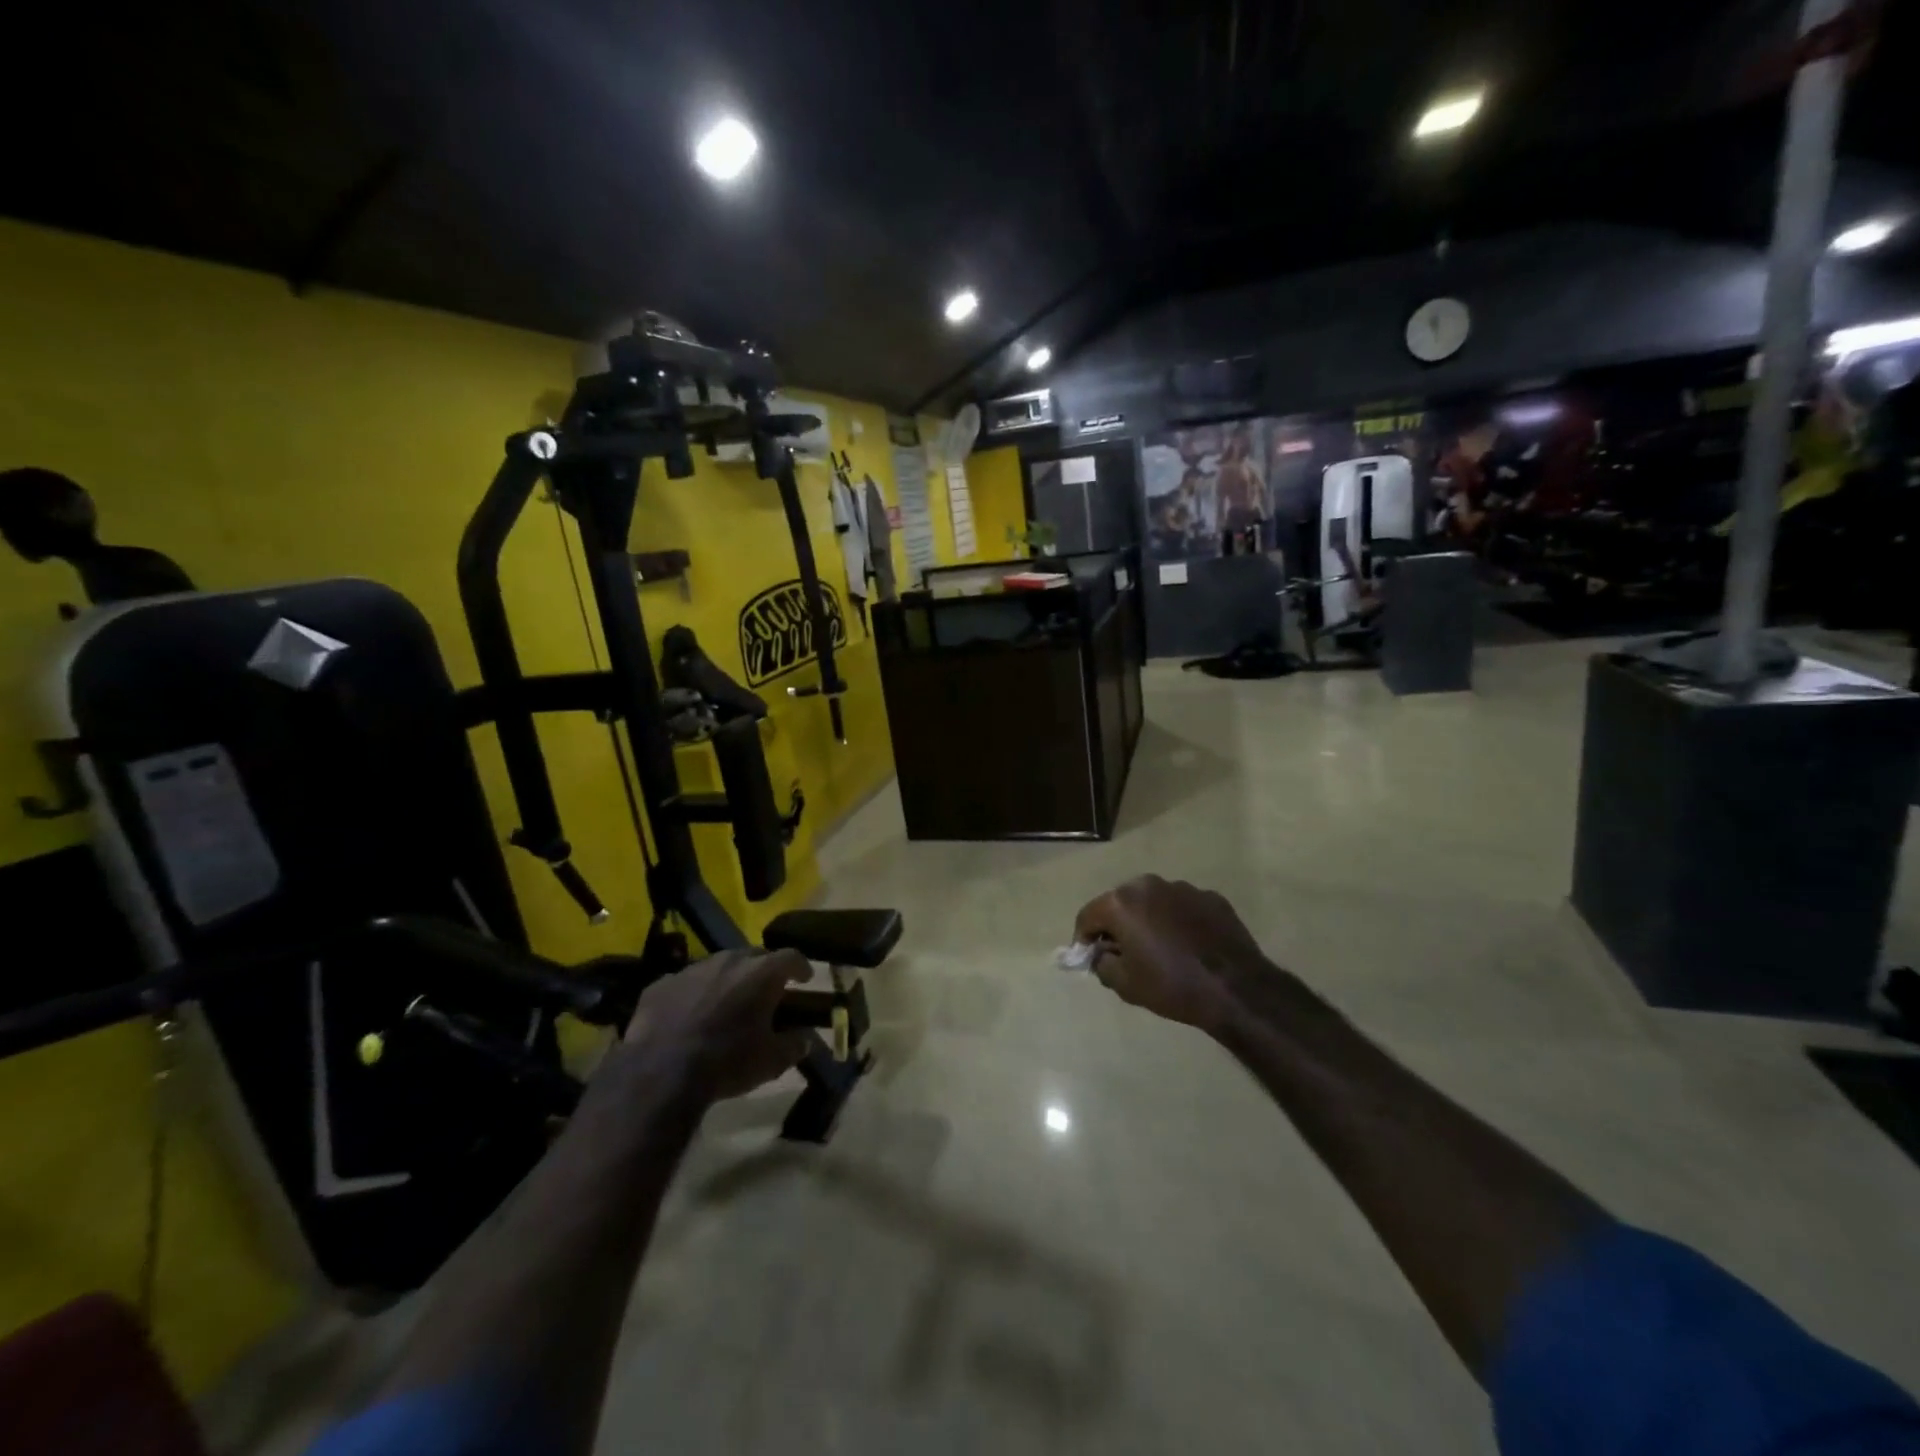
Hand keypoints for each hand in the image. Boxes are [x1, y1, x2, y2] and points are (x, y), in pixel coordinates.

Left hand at [623, 949, 812, 1100]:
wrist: (660, 1072)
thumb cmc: (727, 1062)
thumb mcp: (772, 1061)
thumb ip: (795, 1045)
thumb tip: (806, 1039)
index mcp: (762, 972)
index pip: (792, 957)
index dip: (801, 967)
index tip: (804, 979)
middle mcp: (729, 960)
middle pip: (755, 955)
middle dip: (763, 971)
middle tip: (766, 992)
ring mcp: (692, 969)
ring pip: (718, 966)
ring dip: (727, 980)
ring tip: (727, 1004)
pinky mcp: (662, 984)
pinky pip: (686, 983)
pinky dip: (693, 994)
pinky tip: (689, 1016)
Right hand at [1074, 876, 1273, 1035]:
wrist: (1236, 989)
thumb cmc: (1172, 986)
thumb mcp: (1125, 985)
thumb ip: (1102, 964)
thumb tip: (1102, 954)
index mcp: (1121, 903)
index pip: (1087, 916)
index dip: (1084, 939)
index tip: (1090, 958)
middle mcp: (1148, 885)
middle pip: (1120, 903)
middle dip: (1117, 926)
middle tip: (1124, 954)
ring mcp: (1182, 888)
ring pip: (1152, 902)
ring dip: (1148, 920)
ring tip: (1160, 949)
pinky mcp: (1210, 897)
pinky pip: (1182, 907)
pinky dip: (1177, 921)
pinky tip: (1188, 946)